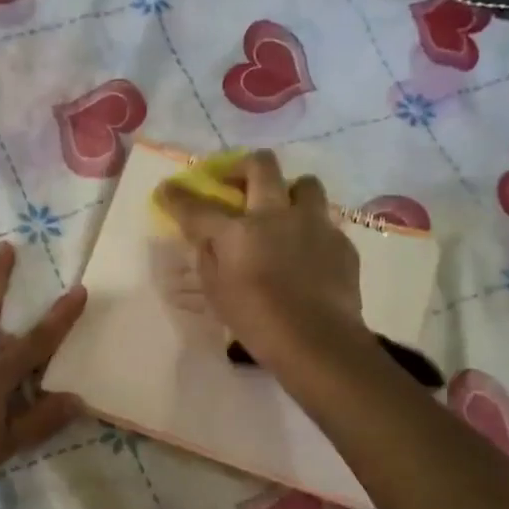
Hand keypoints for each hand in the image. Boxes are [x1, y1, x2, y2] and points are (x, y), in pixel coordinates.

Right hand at [154, 149, 365, 373]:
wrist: (319, 342)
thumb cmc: (258, 323)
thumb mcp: (217, 294)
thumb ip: (208, 259)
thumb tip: (207, 239)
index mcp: (238, 232)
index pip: (197, 206)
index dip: (178, 196)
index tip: (167, 189)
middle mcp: (275, 215)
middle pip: (261, 165)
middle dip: (242, 166)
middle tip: (236, 181)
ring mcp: (313, 224)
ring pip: (304, 183)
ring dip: (290, 191)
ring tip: (284, 211)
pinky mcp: (341, 241)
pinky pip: (325, 222)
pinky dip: (312, 229)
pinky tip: (308, 252)